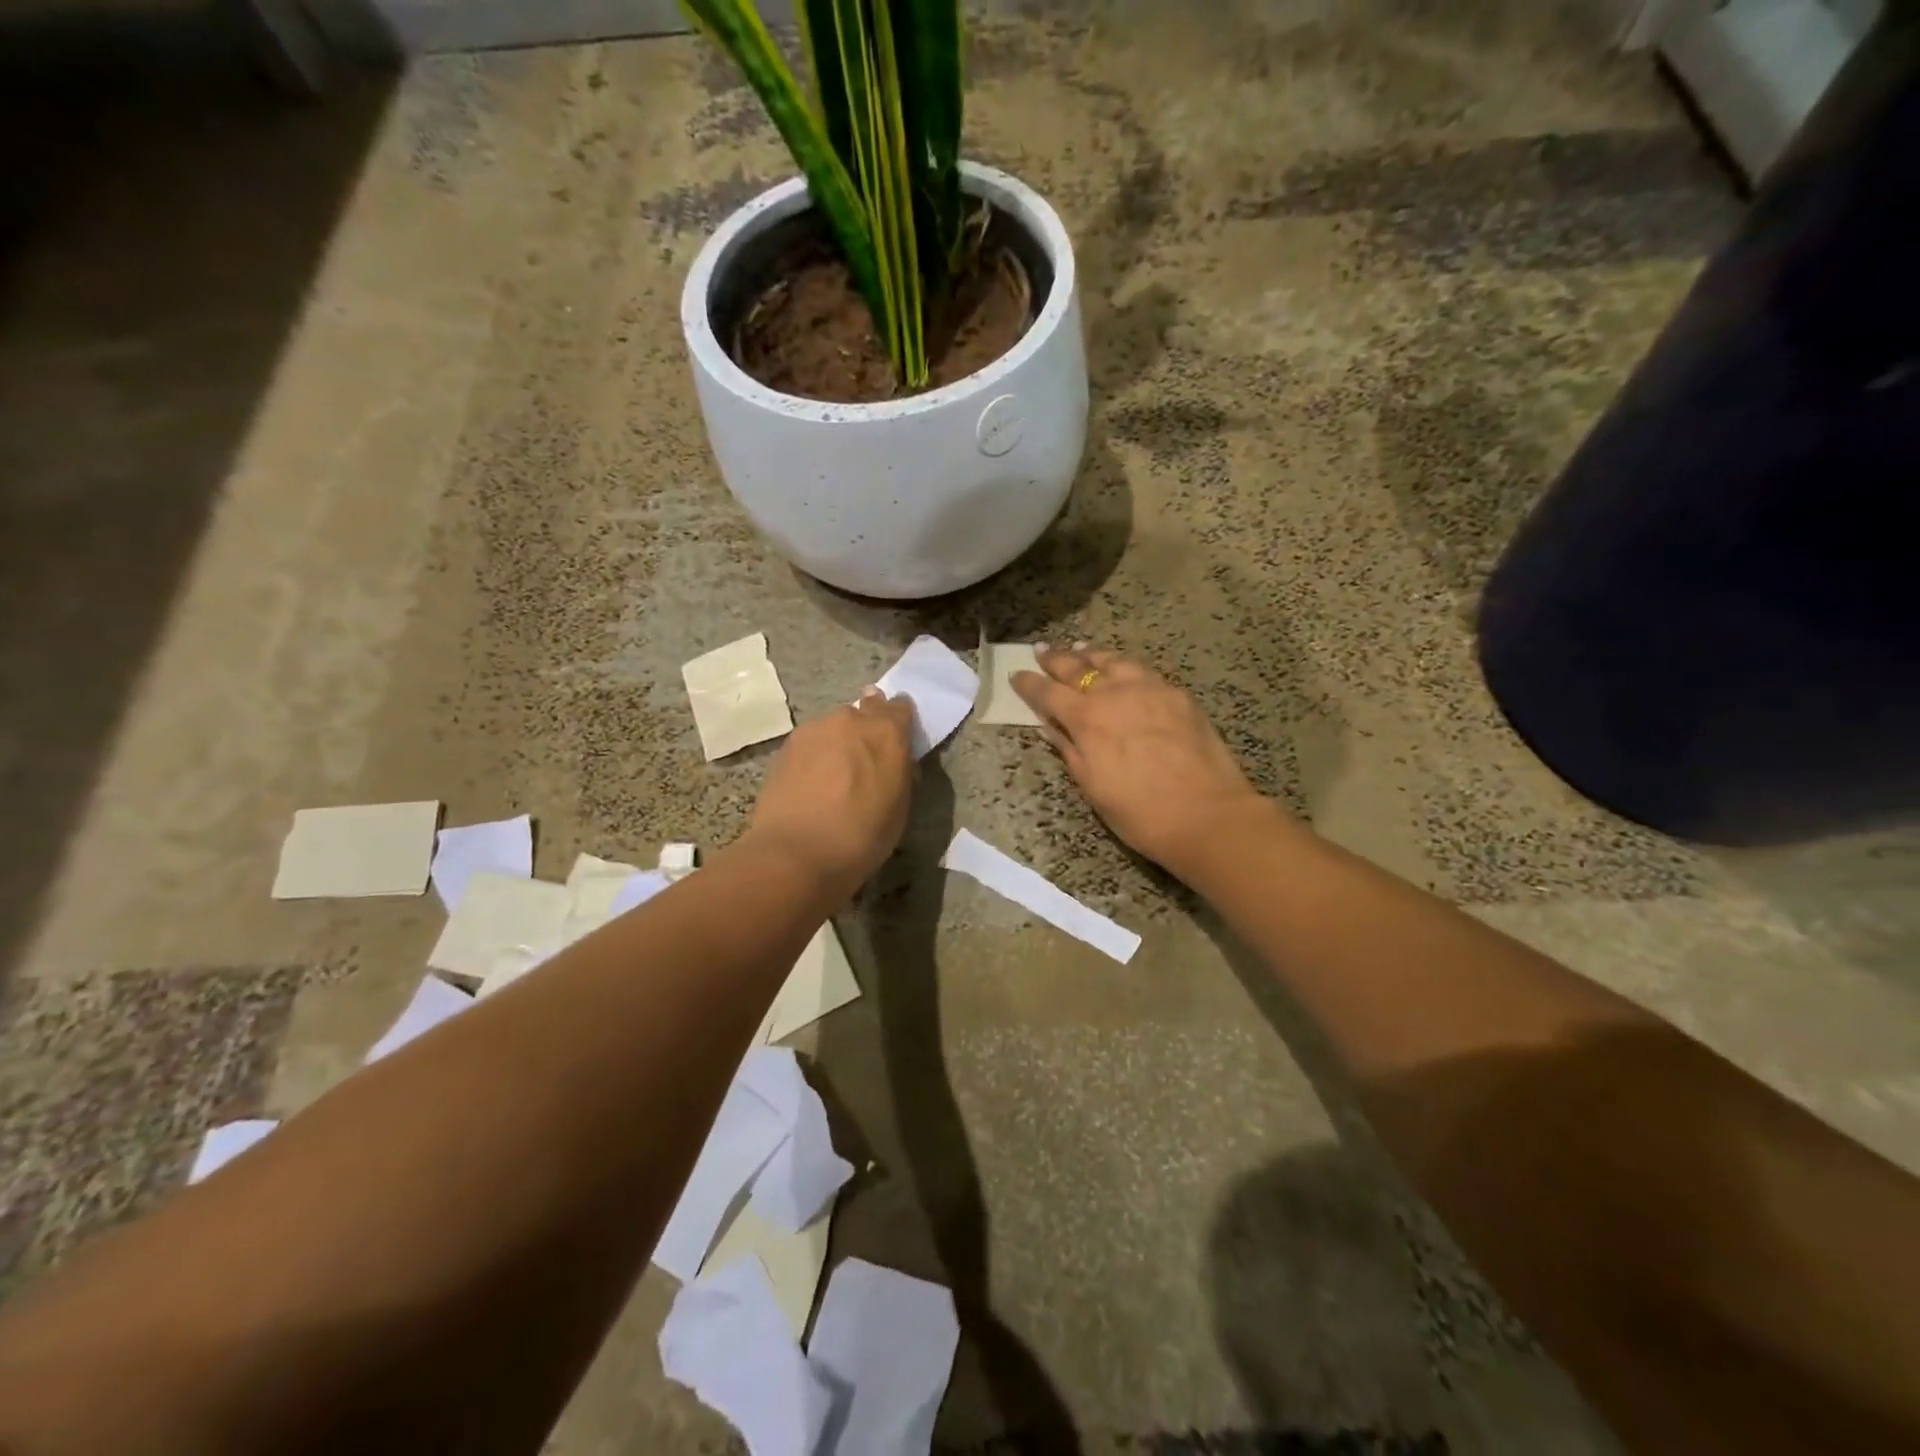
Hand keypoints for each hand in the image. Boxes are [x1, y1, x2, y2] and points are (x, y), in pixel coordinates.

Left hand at [748, 689, 915, 895]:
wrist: (797, 853)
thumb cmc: (862, 837)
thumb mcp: (900, 807)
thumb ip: (900, 772)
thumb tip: (897, 761)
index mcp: (887, 732)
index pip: (900, 708)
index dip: (900, 721)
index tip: (898, 738)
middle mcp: (851, 719)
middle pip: (864, 712)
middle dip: (867, 729)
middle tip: (865, 758)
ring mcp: (815, 729)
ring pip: (834, 727)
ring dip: (839, 742)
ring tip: (834, 775)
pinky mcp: (786, 745)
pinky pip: (810, 742)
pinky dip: (815, 755)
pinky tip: (811, 781)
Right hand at [1014, 645, 1267, 876]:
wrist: (1207, 814)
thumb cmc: (1140, 812)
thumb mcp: (1092, 786)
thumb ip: (1068, 749)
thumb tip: (1048, 725)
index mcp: (1087, 719)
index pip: (1048, 693)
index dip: (1028, 684)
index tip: (1015, 675)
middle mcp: (1114, 693)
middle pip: (1077, 668)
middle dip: (1056, 659)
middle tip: (1041, 651)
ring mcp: (1150, 688)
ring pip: (1113, 660)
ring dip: (1091, 654)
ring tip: (1079, 648)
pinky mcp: (1177, 694)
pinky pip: (1143, 670)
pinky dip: (1123, 665)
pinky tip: (1122, 669)